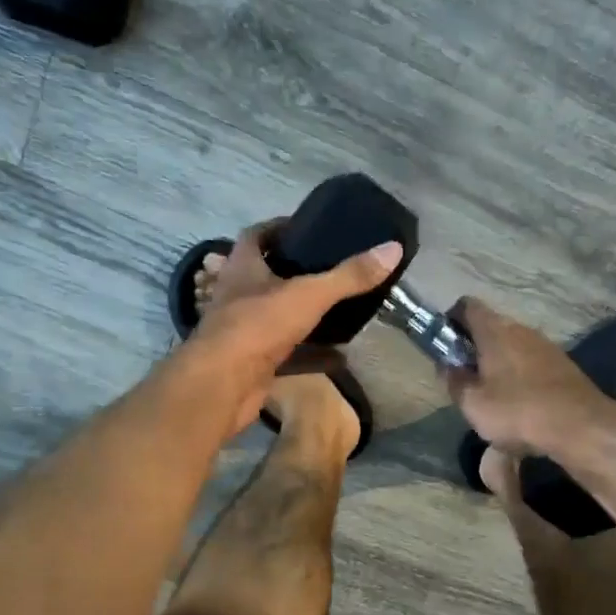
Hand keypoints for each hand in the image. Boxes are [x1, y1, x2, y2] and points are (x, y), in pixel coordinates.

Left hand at [187, 221, 403, 434]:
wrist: (222, 386)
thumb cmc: (257, 326)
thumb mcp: (309, 294)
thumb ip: (349, 275)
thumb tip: (393, 248)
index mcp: (244, 267)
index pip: (257, 235)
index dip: (281, 228)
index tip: (311, 229)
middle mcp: (240, 295)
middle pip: (270, 276)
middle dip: (300, 274)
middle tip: (336, 270)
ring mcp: (245, 331)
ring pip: (280, 317)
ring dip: (307, 316)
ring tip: (342, 310)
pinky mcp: (254, 363)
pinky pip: (288, 354)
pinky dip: (312, 355)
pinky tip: (340, 357)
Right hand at [443, 298, 612, 456]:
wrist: (581, 427)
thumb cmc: (518, 411)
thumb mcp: (473, 404)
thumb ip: (454, 381)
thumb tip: (447, 366)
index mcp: (495, 331)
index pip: (467, 306)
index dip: (451, 320)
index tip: (444, 344)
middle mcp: (522, 329)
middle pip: (490, 326)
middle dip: (474, 346)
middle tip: (464, 375)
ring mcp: (546, 345)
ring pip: (512, 345)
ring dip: (498, 362)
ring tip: (491, 392)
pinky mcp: (563, 365)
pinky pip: (531, 362)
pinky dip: (519, 374)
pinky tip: (519, 402)